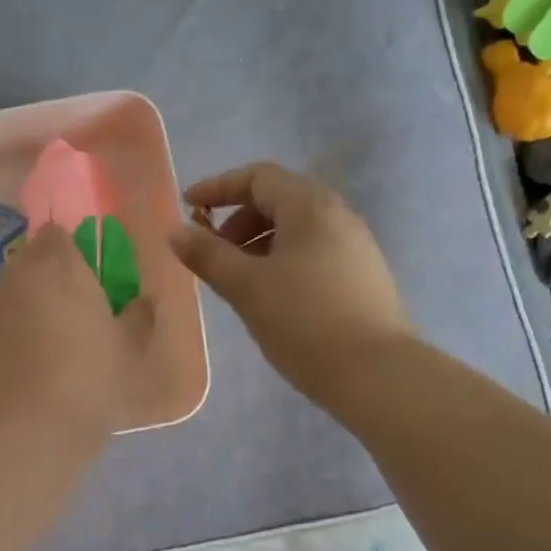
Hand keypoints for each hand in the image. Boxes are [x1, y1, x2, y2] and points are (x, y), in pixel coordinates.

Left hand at [0, 223, 154, 446]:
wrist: (27, 428)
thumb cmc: (89, 378)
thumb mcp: (130, 349)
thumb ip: (140, 315)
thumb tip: (143, 301)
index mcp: (57, 265)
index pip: (57, 235)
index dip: (72, 253)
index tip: (88, 280)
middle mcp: (15, 276)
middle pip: (30, 262)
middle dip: (48, 279)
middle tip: (72, 313)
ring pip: (9, 293)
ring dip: (26, 306)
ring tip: (47, 344)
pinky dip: (8, 335)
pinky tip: (23, 367)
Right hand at [169, 162, 410, 412]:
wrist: (375, 373)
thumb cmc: (303, 321)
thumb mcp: (245, 287)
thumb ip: (207, 255)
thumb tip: (175, 231)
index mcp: (310, 206)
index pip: (258, 177)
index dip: (218, 187)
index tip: (187, 208)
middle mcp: (337, 215)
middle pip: (279, 198)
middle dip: (238, 218)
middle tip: (213, 251)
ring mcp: (355, 245)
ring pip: (297, 227)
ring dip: (259, 241)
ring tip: (237, 278)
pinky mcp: (361, 275)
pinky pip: (313, 250)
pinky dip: (282, 258)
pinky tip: (271, 295)